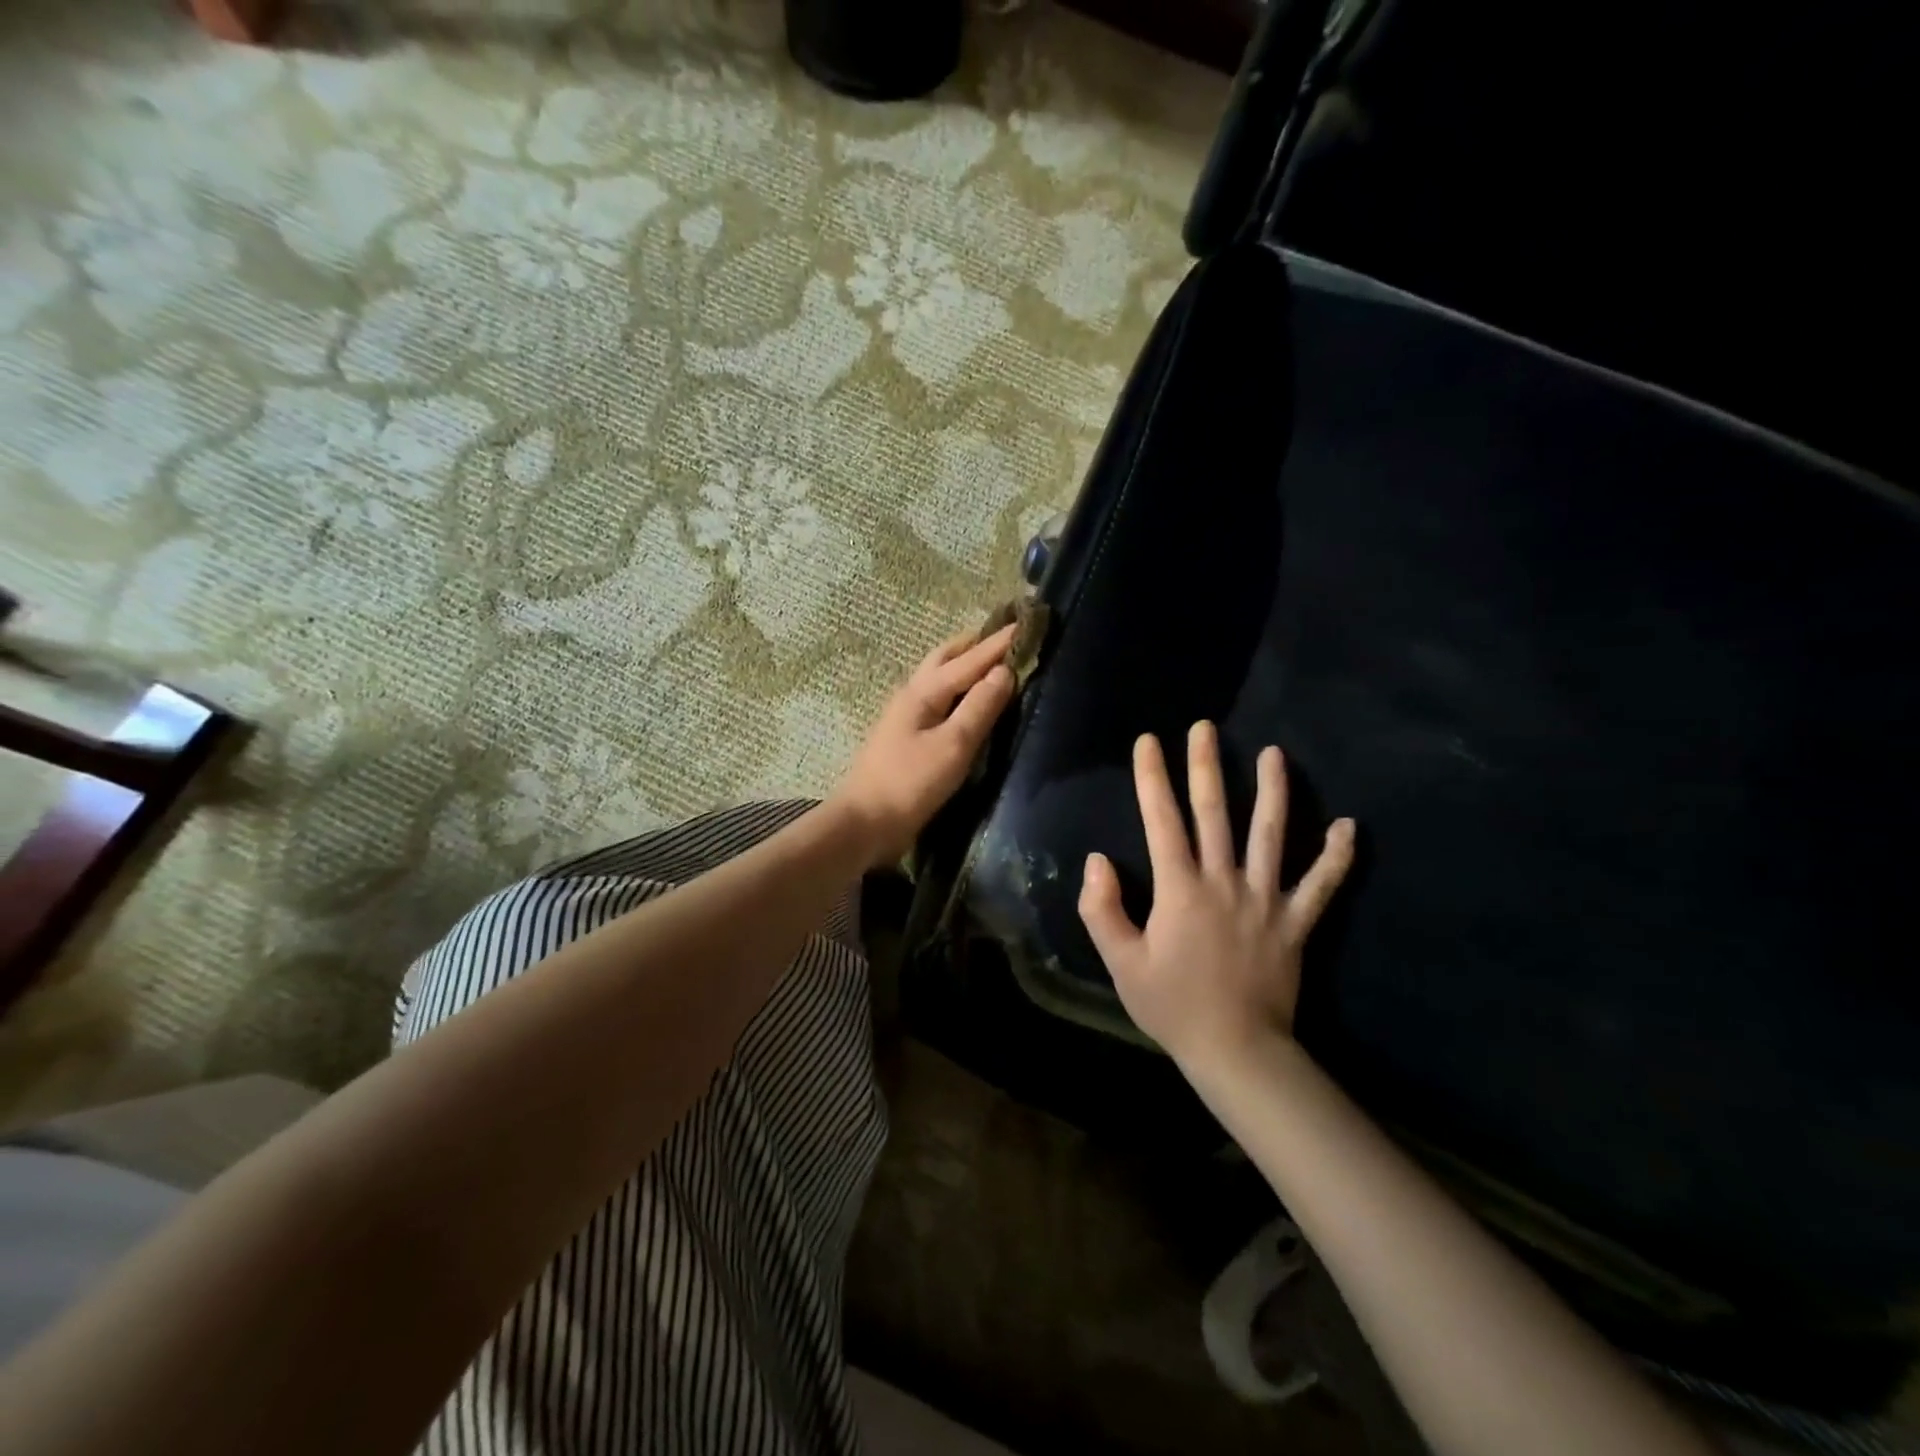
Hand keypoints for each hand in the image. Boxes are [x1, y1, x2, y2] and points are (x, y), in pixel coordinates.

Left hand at [828, 622, 1018, 867]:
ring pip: (939, 676)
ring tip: (991, 661)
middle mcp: (913, 694)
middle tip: (1006, 636)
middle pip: (946, 658)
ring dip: (965, 663)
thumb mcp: (953, 745)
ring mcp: (906, 715)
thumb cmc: (910, 783)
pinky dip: (957, 687)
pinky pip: (938, 698)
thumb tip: (1004, 671)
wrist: (865, 823)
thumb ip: (979, 707)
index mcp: (923, 691)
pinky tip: (966, 698)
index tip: (1025, 622)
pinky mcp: (907, 736)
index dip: (999, 643)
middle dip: (977, 644)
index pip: (970, 659)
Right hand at [1077, 721, 1355, 1065]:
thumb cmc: (1172, 1005)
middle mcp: (1224, 881)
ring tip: (1274, 753)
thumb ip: (1102, 909)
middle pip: (1214, 813)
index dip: (1152, 778)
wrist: (1236, 1050)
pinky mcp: (1296, 922)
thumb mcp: (1121, 962)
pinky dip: (1336, 856)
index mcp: (1180, 889)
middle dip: (1206, 766)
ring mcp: (1266, 899)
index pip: (1162, 820)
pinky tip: (1349, 826)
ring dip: (1273, 791)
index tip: (1148, 742)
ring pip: (1271, 834)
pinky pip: (1321, 884)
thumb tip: (1096, 861)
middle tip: (1205, 728)